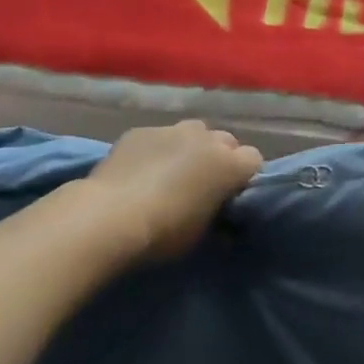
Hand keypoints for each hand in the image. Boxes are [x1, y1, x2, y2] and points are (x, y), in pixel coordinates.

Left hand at [87, 121, 262, 260]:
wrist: (109, 217)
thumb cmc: (164, 232)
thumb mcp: (200, 234)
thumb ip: (217, 217)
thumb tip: (223, 222)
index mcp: (229, 164)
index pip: (254, 159)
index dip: (244, 176)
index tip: (231, 194)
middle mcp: (206, 139)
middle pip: (226, 141)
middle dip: (221, 157)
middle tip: (204, 183)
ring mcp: (171, 129)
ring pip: (194, 131)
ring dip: (192, 147)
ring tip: (174, 171)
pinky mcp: (141, 131)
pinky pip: (159, 136)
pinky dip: (158, 149)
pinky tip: (141, 169)